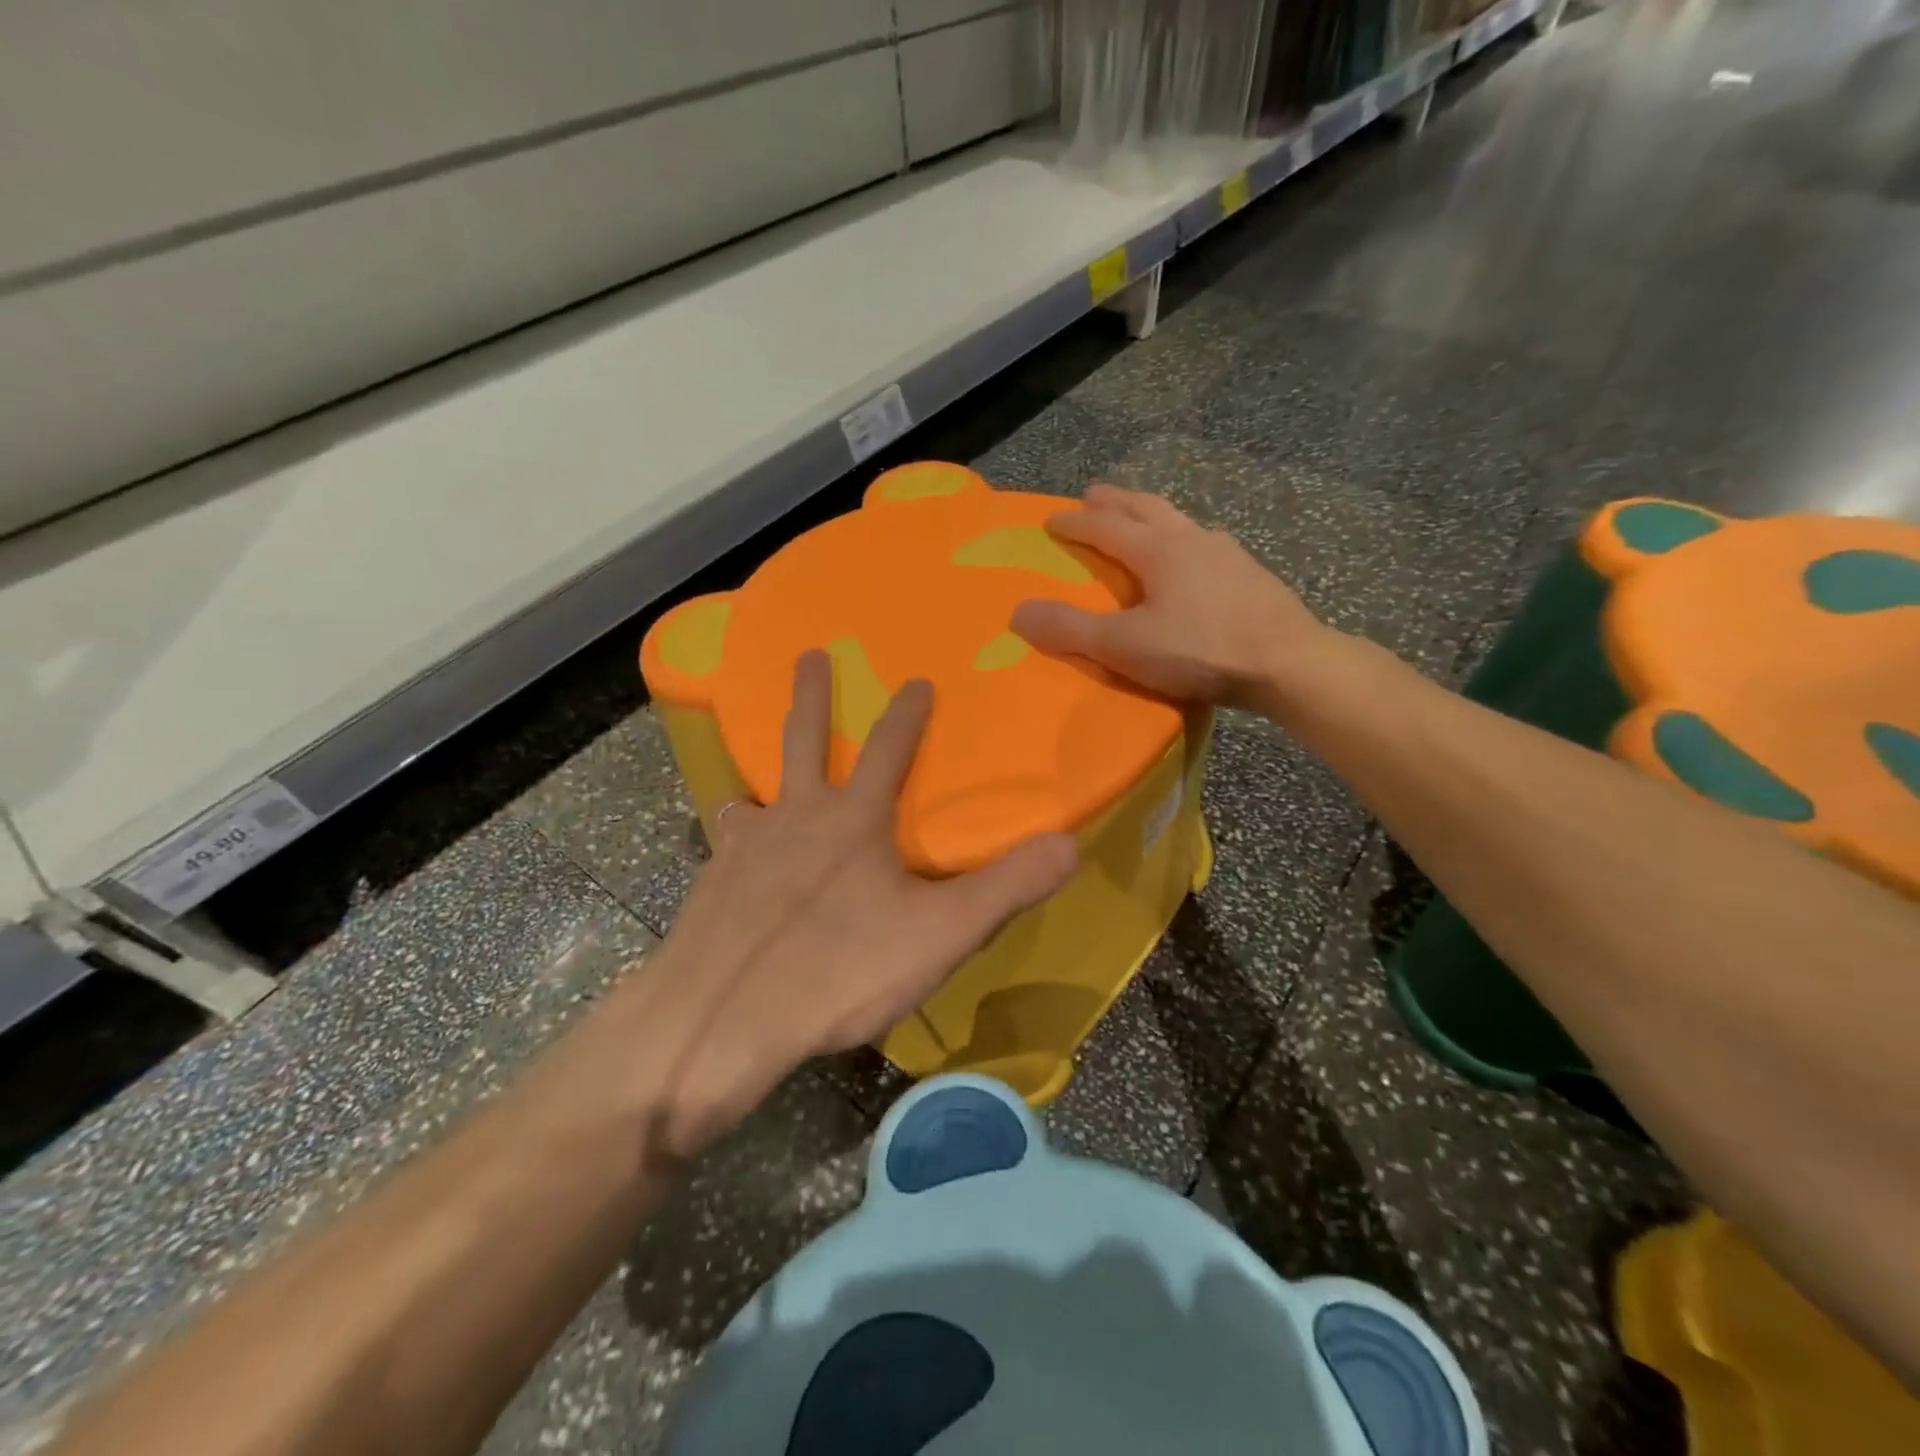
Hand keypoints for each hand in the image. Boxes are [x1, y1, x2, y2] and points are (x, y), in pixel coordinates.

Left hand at [639, 651, 1078, 1150]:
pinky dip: (738, 849)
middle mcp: (795, 817)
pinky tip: (735, 871)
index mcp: (853, 820)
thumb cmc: (839, 971)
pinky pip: (728, 851)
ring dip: (762, 784)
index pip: (888, 749)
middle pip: (802, 740)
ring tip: (757, 793)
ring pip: (755, 799)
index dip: (907, 714)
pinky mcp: (710, 886)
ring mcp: (744, 848)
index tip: (916, 680)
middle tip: (809, 653)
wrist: (721, 1022)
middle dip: (811, 695)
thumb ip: (1006, 888)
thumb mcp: (939, 934)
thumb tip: (1070, 844)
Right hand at [1009, 485, 1335, 710]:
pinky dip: (1183, 540)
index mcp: (1158, 549)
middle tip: (1093, 494)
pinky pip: (1205, 544)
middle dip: (1115, 500)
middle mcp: (1192, 538)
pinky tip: (1192, 560)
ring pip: (1180, 520)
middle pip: (1146, 507)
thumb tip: (1018, 612)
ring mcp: (1227, 553)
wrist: (1289, 664)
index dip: (1074, 522)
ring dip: (1152, 514)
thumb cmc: (1201, 650)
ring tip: (1141, 521)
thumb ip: (1071, 630)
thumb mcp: (1125, 646)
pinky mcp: (1250, 574)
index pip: (1105, 526)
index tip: (1051, 520)